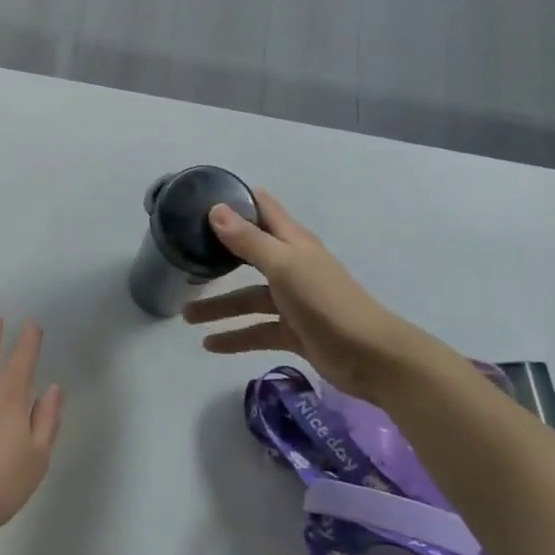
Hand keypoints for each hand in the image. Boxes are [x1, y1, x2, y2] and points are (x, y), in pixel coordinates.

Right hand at [182, 189, 440, 401]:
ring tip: (186, 316)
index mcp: (293, 242)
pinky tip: (209, 345)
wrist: (371, 357)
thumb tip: (215, 209)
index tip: (201, 198)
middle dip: (217, 255)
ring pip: (247, 298)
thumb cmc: (326, 302)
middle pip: (249, 254)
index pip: (263, 209)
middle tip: (183, 256)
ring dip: (219, 306)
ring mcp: (293, 300)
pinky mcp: (294, 331)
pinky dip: (235, 336)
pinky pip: (257, 330)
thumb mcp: (284, 266)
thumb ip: (248, 240)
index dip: (236, 200)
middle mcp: (292, 265)